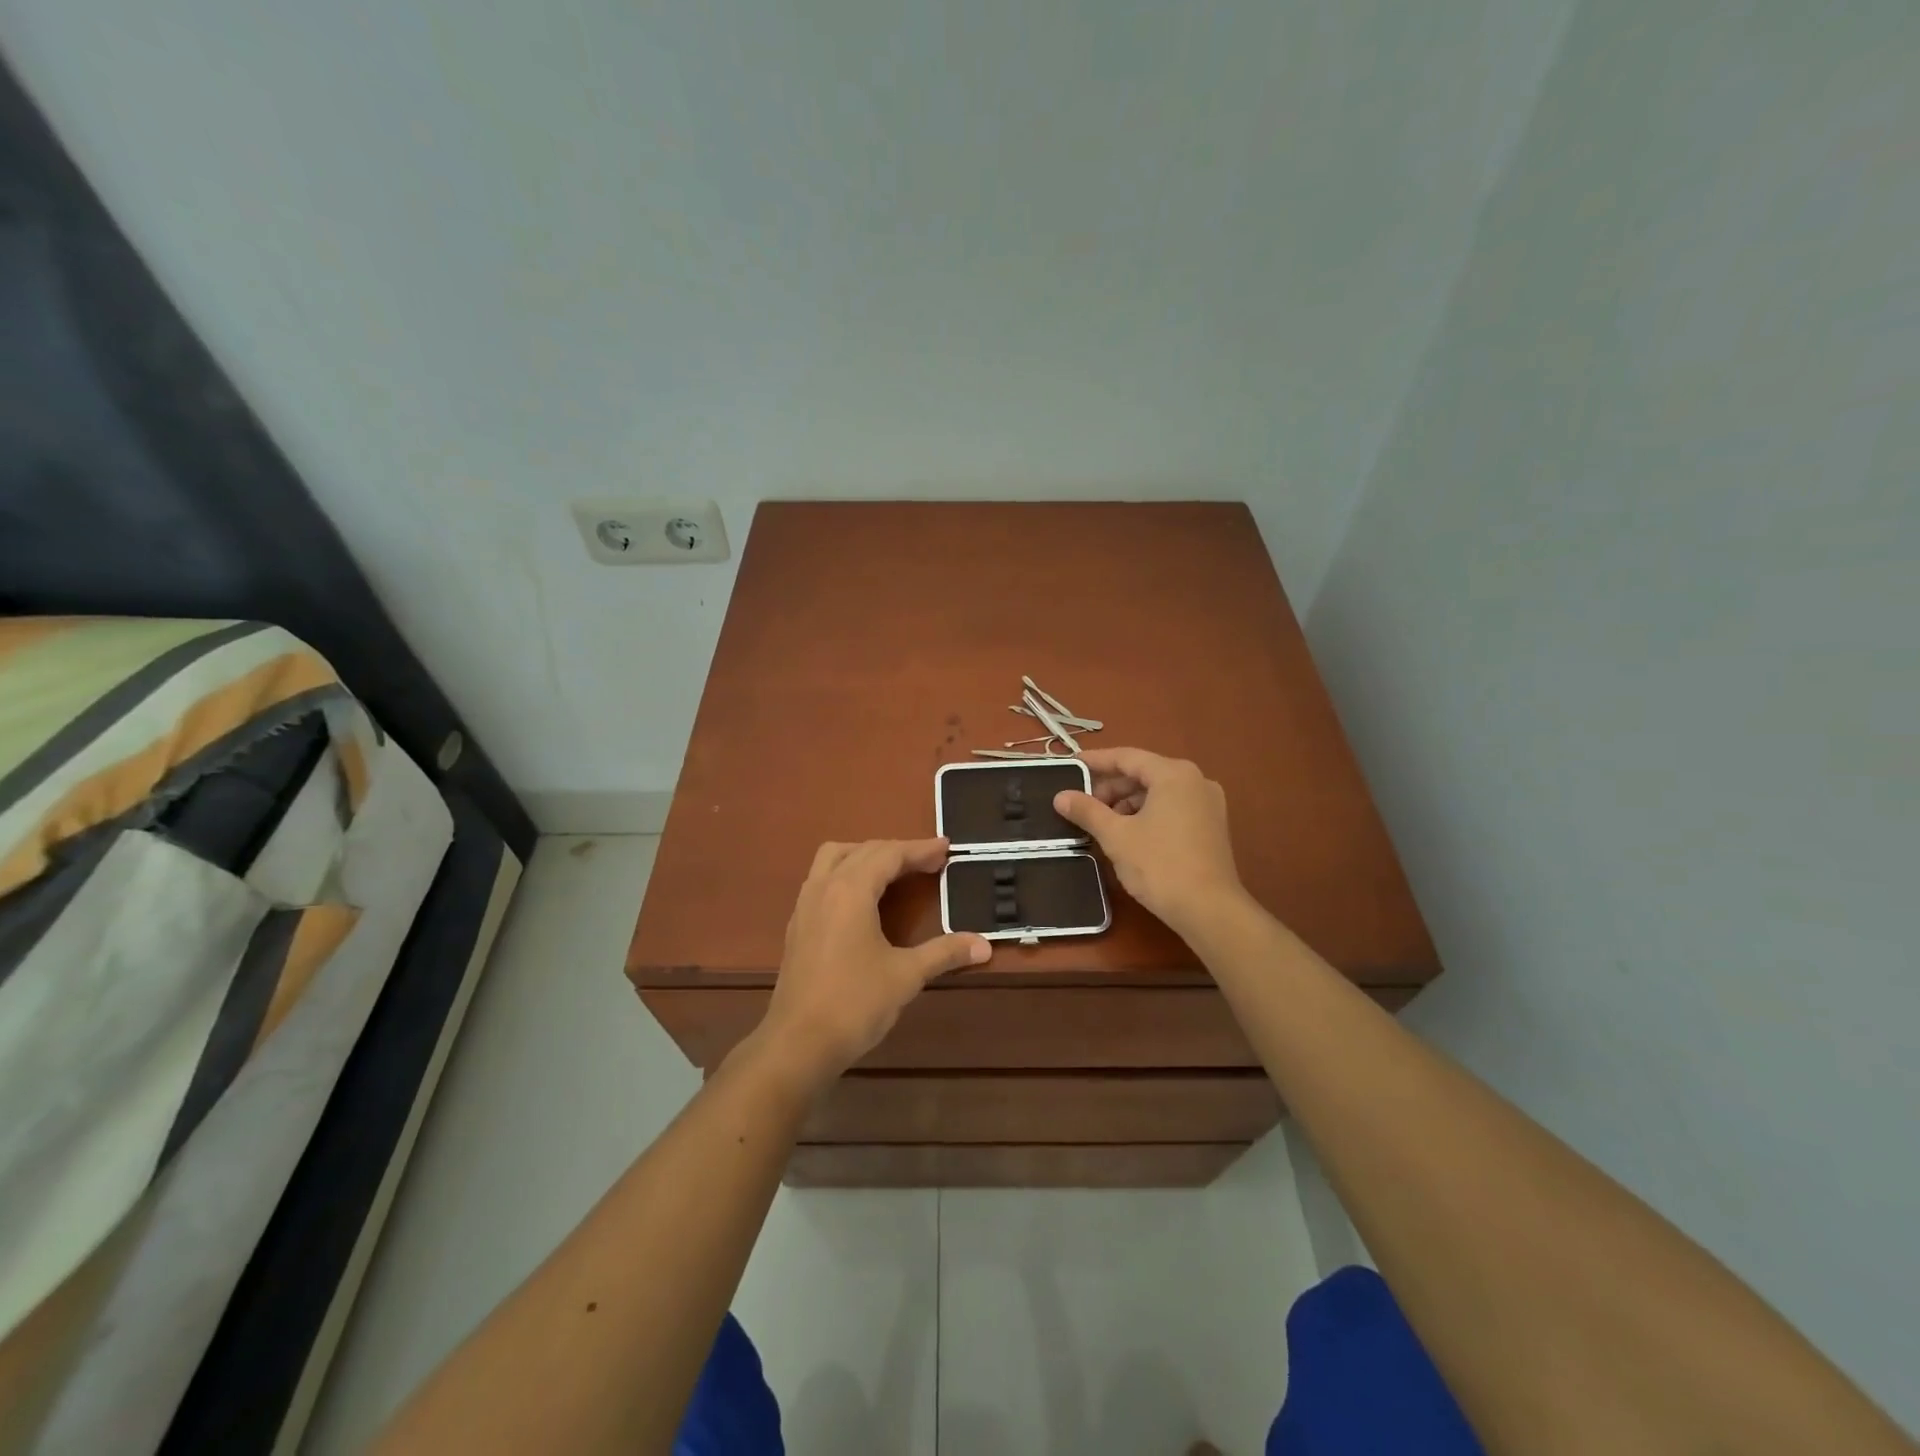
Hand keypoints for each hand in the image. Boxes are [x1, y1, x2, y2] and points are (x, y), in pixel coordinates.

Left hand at [754, 838, 991, 1086]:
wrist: (797, 1044)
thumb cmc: (854, 1004)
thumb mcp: (906, 976)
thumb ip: (944, 953)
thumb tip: (984, 945)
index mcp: (850, 891)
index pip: (889, 854)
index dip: (919, 850)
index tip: (946, 848)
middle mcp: (824, 887)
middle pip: (862, 851)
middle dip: (897, 851)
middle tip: (929, 862)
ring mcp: (805, 906)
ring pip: (834, 859)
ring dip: (866, 856)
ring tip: (894, 871)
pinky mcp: (797, 926)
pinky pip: (822, 880)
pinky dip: (847, 874)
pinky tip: (863, 901)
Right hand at [1052, 748, 1245, 931]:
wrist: (1209, 910)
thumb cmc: (1160, 865)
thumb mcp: (1116, 836)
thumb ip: (1087, 811)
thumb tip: (1060, 797)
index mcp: (1174, 774)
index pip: (1126, 757)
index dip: (1095, 761)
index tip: (1070, 766)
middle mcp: (1196, 780)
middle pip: (1144, 774)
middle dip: (1111, 787)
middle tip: (1082, 805)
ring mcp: (1208, 804)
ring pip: (1158, 792)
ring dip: (1127, 803)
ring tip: (1101, 824)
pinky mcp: (1211, 826)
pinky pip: (1172, 808)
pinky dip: (1147, 814)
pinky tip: (1128, 834)